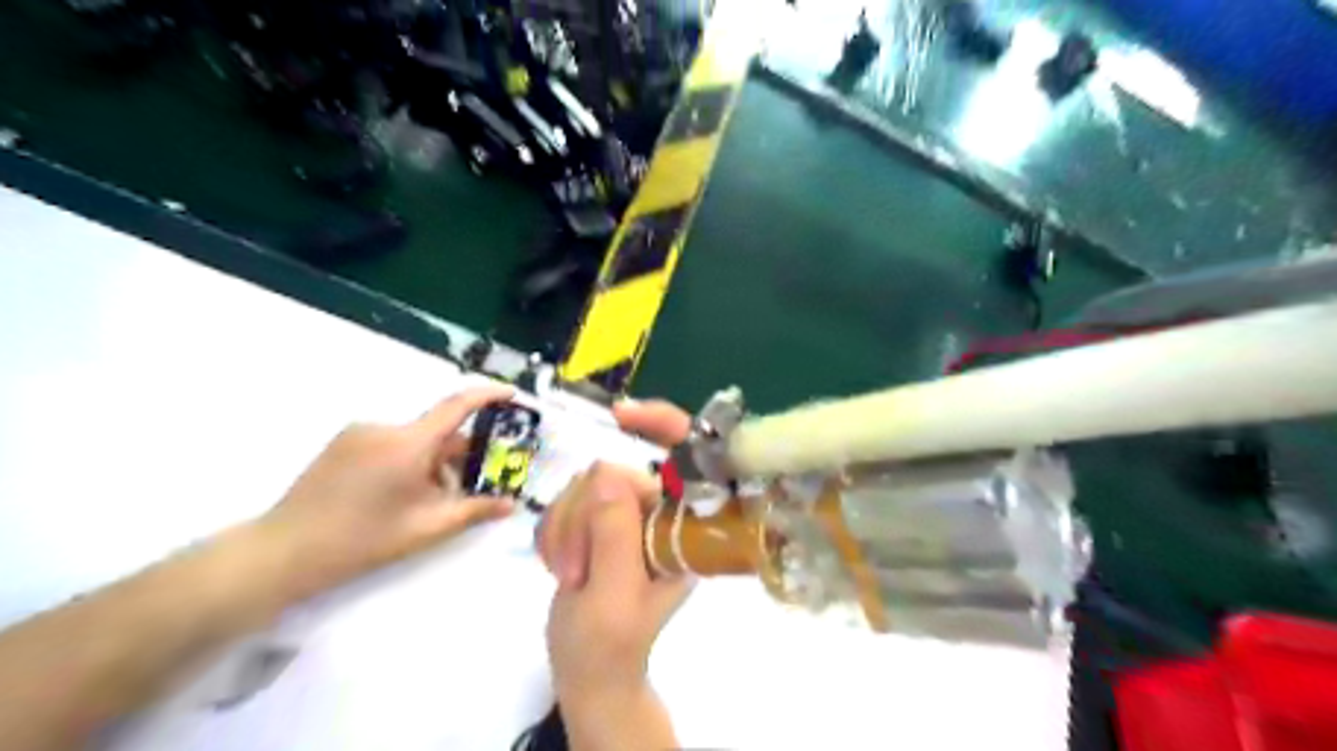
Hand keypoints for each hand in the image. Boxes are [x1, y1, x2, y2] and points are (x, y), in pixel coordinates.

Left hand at [259, 384, 516, 601]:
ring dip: (432, 462)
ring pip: (415, 439)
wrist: (285, 551)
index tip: (512, 395)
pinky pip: (391, 442)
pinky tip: (398, 495)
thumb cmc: (363, 540)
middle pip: (437, 431)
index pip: (457, 406)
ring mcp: (359, 432)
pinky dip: (408, 460)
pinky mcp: (343, 442)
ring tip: (428, 501)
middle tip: (471, 484)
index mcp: (408, 443)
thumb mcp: (427, 528)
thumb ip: (474, 511)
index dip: (488, 395)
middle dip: (459, 454)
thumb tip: (510, 504)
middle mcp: (384, 427)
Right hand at [536, 400, 695, 709]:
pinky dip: (553, 533)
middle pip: (613, 474)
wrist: (586, 671)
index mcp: (683, 528)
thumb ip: (614, 535)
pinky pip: (564, 501)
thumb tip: (609, 471)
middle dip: (583, 520)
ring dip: (565, 531)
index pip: (688, 458)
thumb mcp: (613, 596)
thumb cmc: (610, 646)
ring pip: (583, 486)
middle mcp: (660, 513)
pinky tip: (559, 567)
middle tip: (575, 571)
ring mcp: (627, 514)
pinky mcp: (597, 519)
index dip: (664, 424)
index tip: (621, 415)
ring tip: (569, 576)